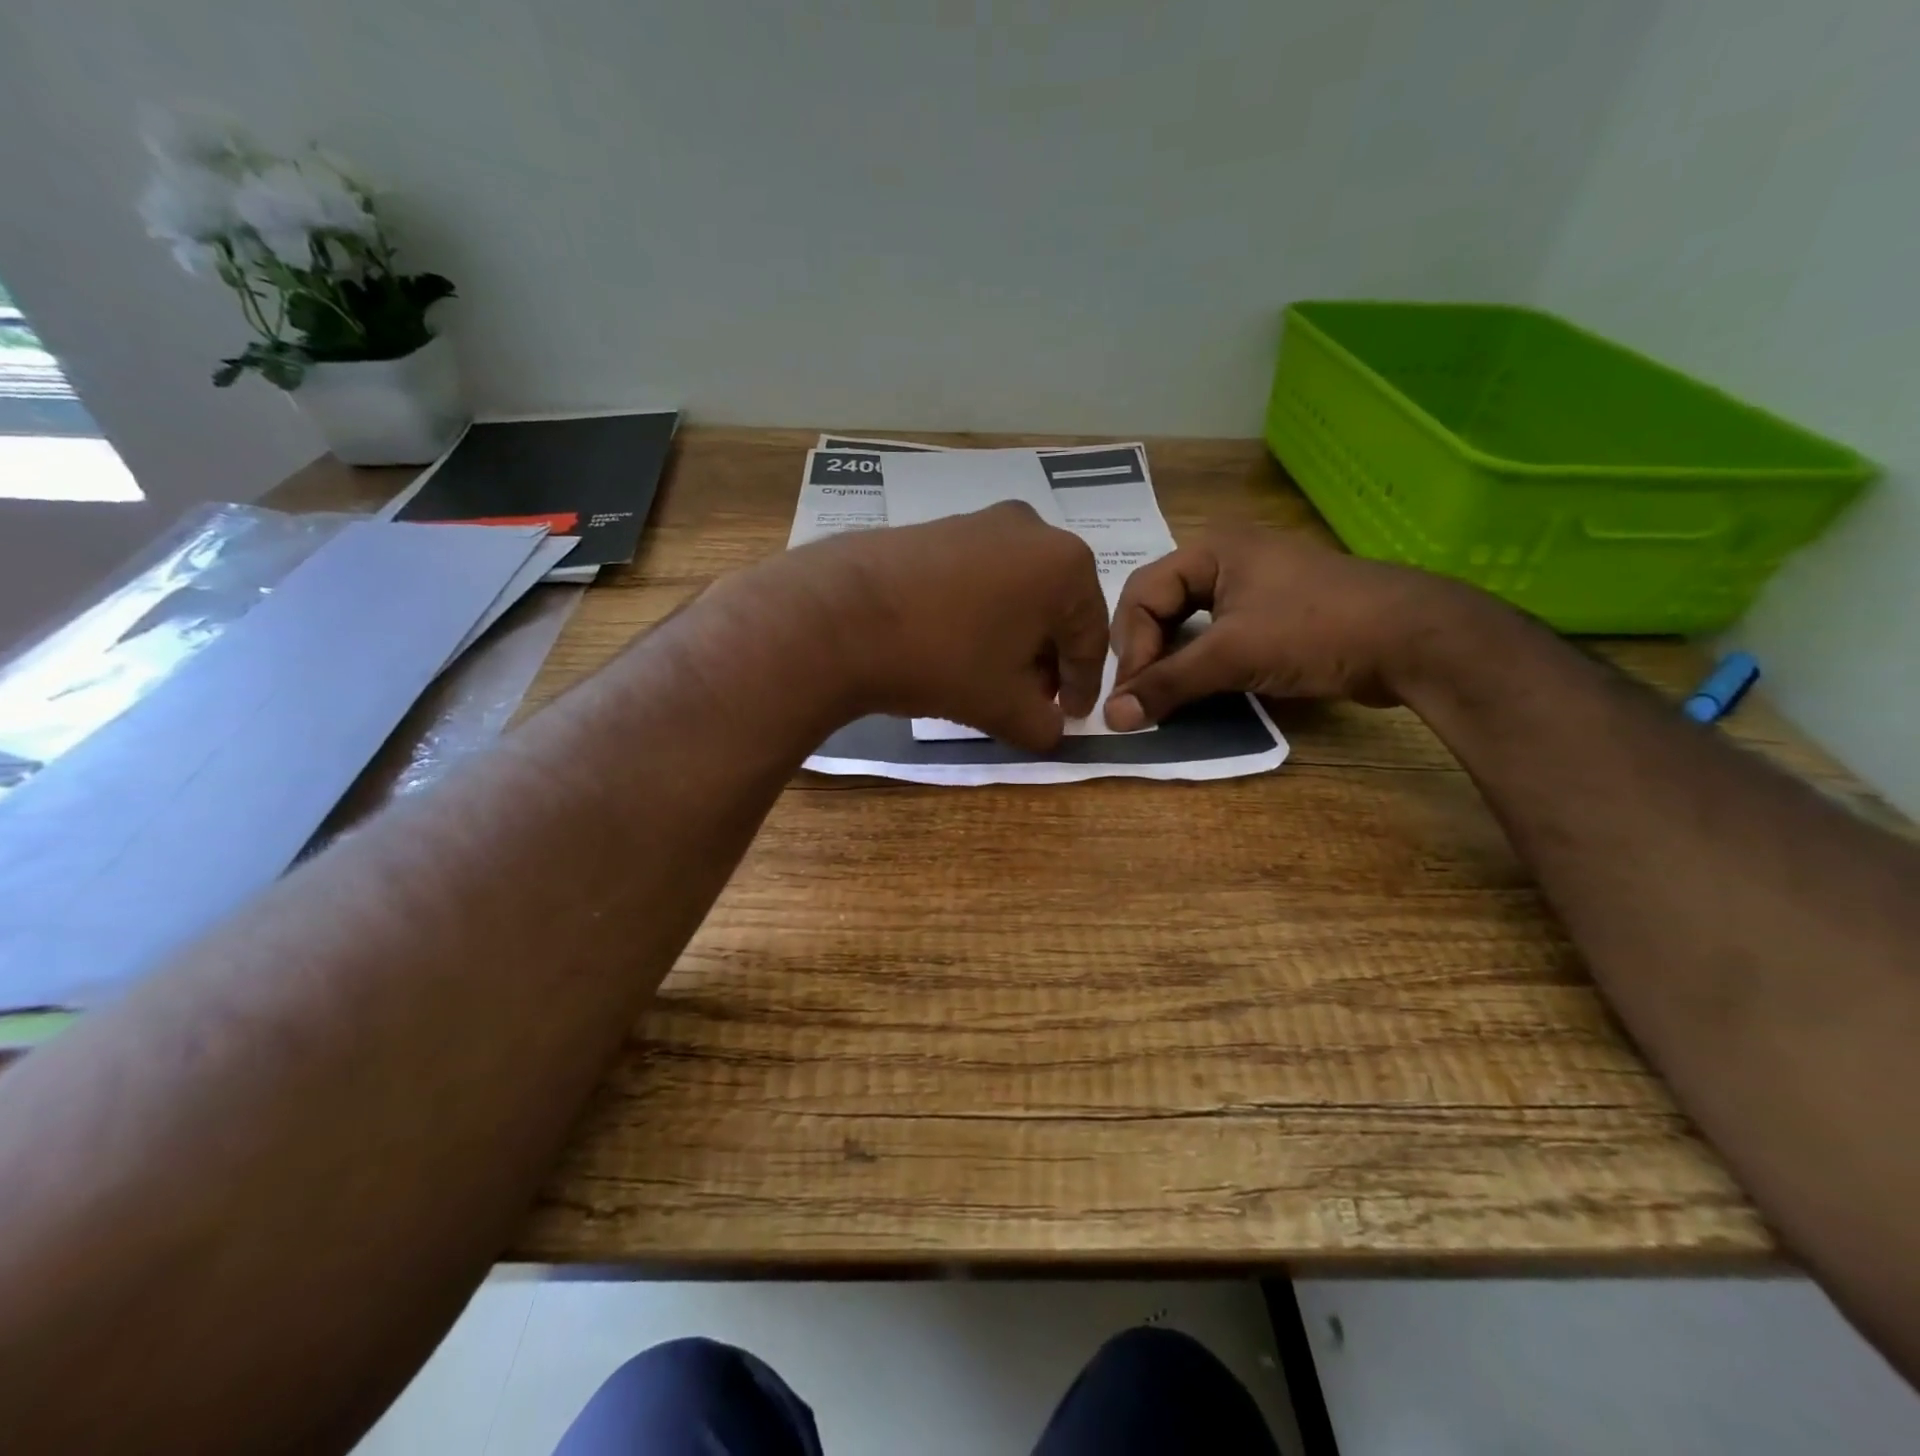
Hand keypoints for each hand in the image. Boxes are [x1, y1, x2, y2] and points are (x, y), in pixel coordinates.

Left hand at [801, 503, 1108, 749]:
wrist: (841, 615)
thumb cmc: (942, 658)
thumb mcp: (1004, 705)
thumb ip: (1043, 725)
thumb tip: (1051, 730)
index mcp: (1065, 565)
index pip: (1089, 637)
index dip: (1084, 685)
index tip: (1072, 717)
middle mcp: (1031, 529)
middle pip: (1055, 609)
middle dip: (1047, 660)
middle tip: (1033, 700)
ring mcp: (980, 522)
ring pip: (1017, 592)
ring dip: (1015, 638)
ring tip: (994, 678)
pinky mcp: (938, 528)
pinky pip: (980, 577)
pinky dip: (982, 614)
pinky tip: (959, 647)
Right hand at [1104, 530, 1475, 728]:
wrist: (1415, 640)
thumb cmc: (1315, 631)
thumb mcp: (1232, 656)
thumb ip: (1167, 684)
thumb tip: (1112, 718)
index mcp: (1210, 549)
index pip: (1141, 594)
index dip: (1130, 646)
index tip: (1131, 696)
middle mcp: (1225, 558)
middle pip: (1159, 606)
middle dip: (1145, 651)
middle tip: (1142, 696)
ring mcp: (1252, 585)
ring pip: (1187, 622)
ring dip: (1170, 659)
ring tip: (1163, 695)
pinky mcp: (1273, 613)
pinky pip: (1216, 634)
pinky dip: (1200, 661)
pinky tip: (1197, 688)